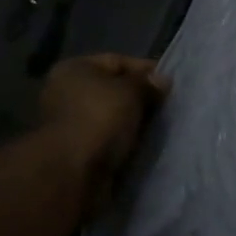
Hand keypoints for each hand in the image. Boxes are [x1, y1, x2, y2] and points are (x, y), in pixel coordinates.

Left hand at [37, 54, 167, 200]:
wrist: (73, 174)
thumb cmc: (98, 118)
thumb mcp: (129, 92)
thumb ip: (146, 84)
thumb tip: (161, 80)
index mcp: (73, 69)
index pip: (115, 61)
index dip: (143, 69)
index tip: (169, 82)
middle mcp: (67, 93)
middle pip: (112, 91)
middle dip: (139, 99)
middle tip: (167, 108)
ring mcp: (70, 125)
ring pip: (110, 119)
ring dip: (132, 125)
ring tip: (160, 130)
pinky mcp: (77, 154)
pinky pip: (107, 142)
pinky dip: (123, 145)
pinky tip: (144, 149)